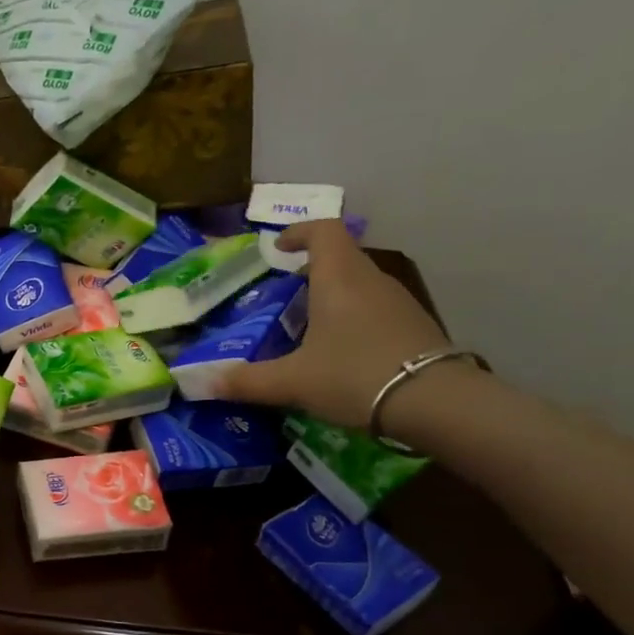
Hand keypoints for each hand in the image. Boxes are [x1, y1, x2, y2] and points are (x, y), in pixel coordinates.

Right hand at [222, 221, 465, 431]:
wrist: (434, 402)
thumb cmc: (354, 376)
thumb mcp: (292, 382)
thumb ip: (245, 381)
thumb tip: (199, 382)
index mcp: (339, 278)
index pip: (322, 231)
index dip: (299, 232)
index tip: (279, 248)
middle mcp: (371, 280)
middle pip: (340, 258)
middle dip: (310, 272)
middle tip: (284, 298)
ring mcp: (398, 302)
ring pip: (359, 286)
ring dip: (333, 298)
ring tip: (307, 329)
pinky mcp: (414, 327)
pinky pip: (375, 311)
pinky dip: (353, 320)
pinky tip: (341, 354)